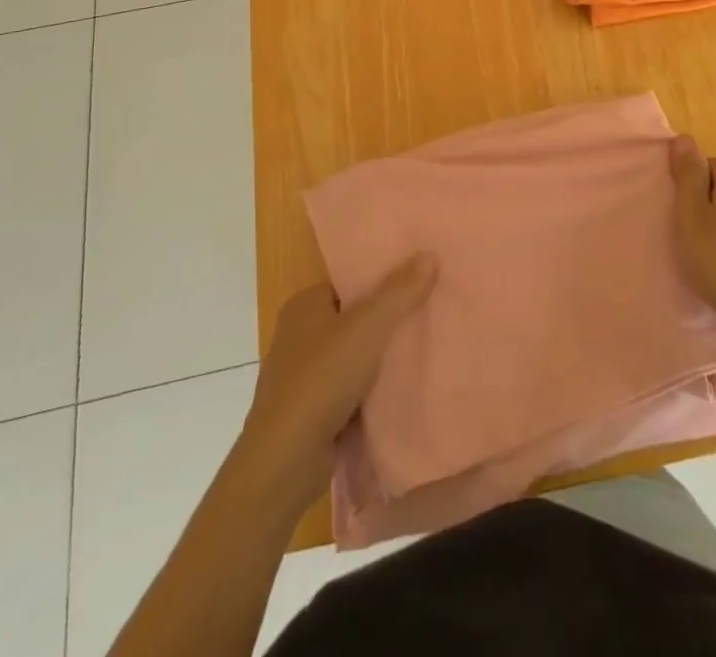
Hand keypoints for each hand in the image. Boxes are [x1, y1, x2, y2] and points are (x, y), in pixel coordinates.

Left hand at [238, 255, 437, 504]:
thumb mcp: (368, 327)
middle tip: (428, 312)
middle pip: (353, 318)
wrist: (285, 461)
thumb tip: (430, 255)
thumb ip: (400, 292)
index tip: (418, 280)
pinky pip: (348, 389)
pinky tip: (399, 388)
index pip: (350, 282)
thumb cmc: (322, 379)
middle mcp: (298, 335)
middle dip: (385, 319)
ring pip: (352, 355)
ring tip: (422, 347)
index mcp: (304, 305)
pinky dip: (369, 389)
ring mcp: (301, 376)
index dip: (382, 279)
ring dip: (379, 358)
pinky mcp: (308, 412)